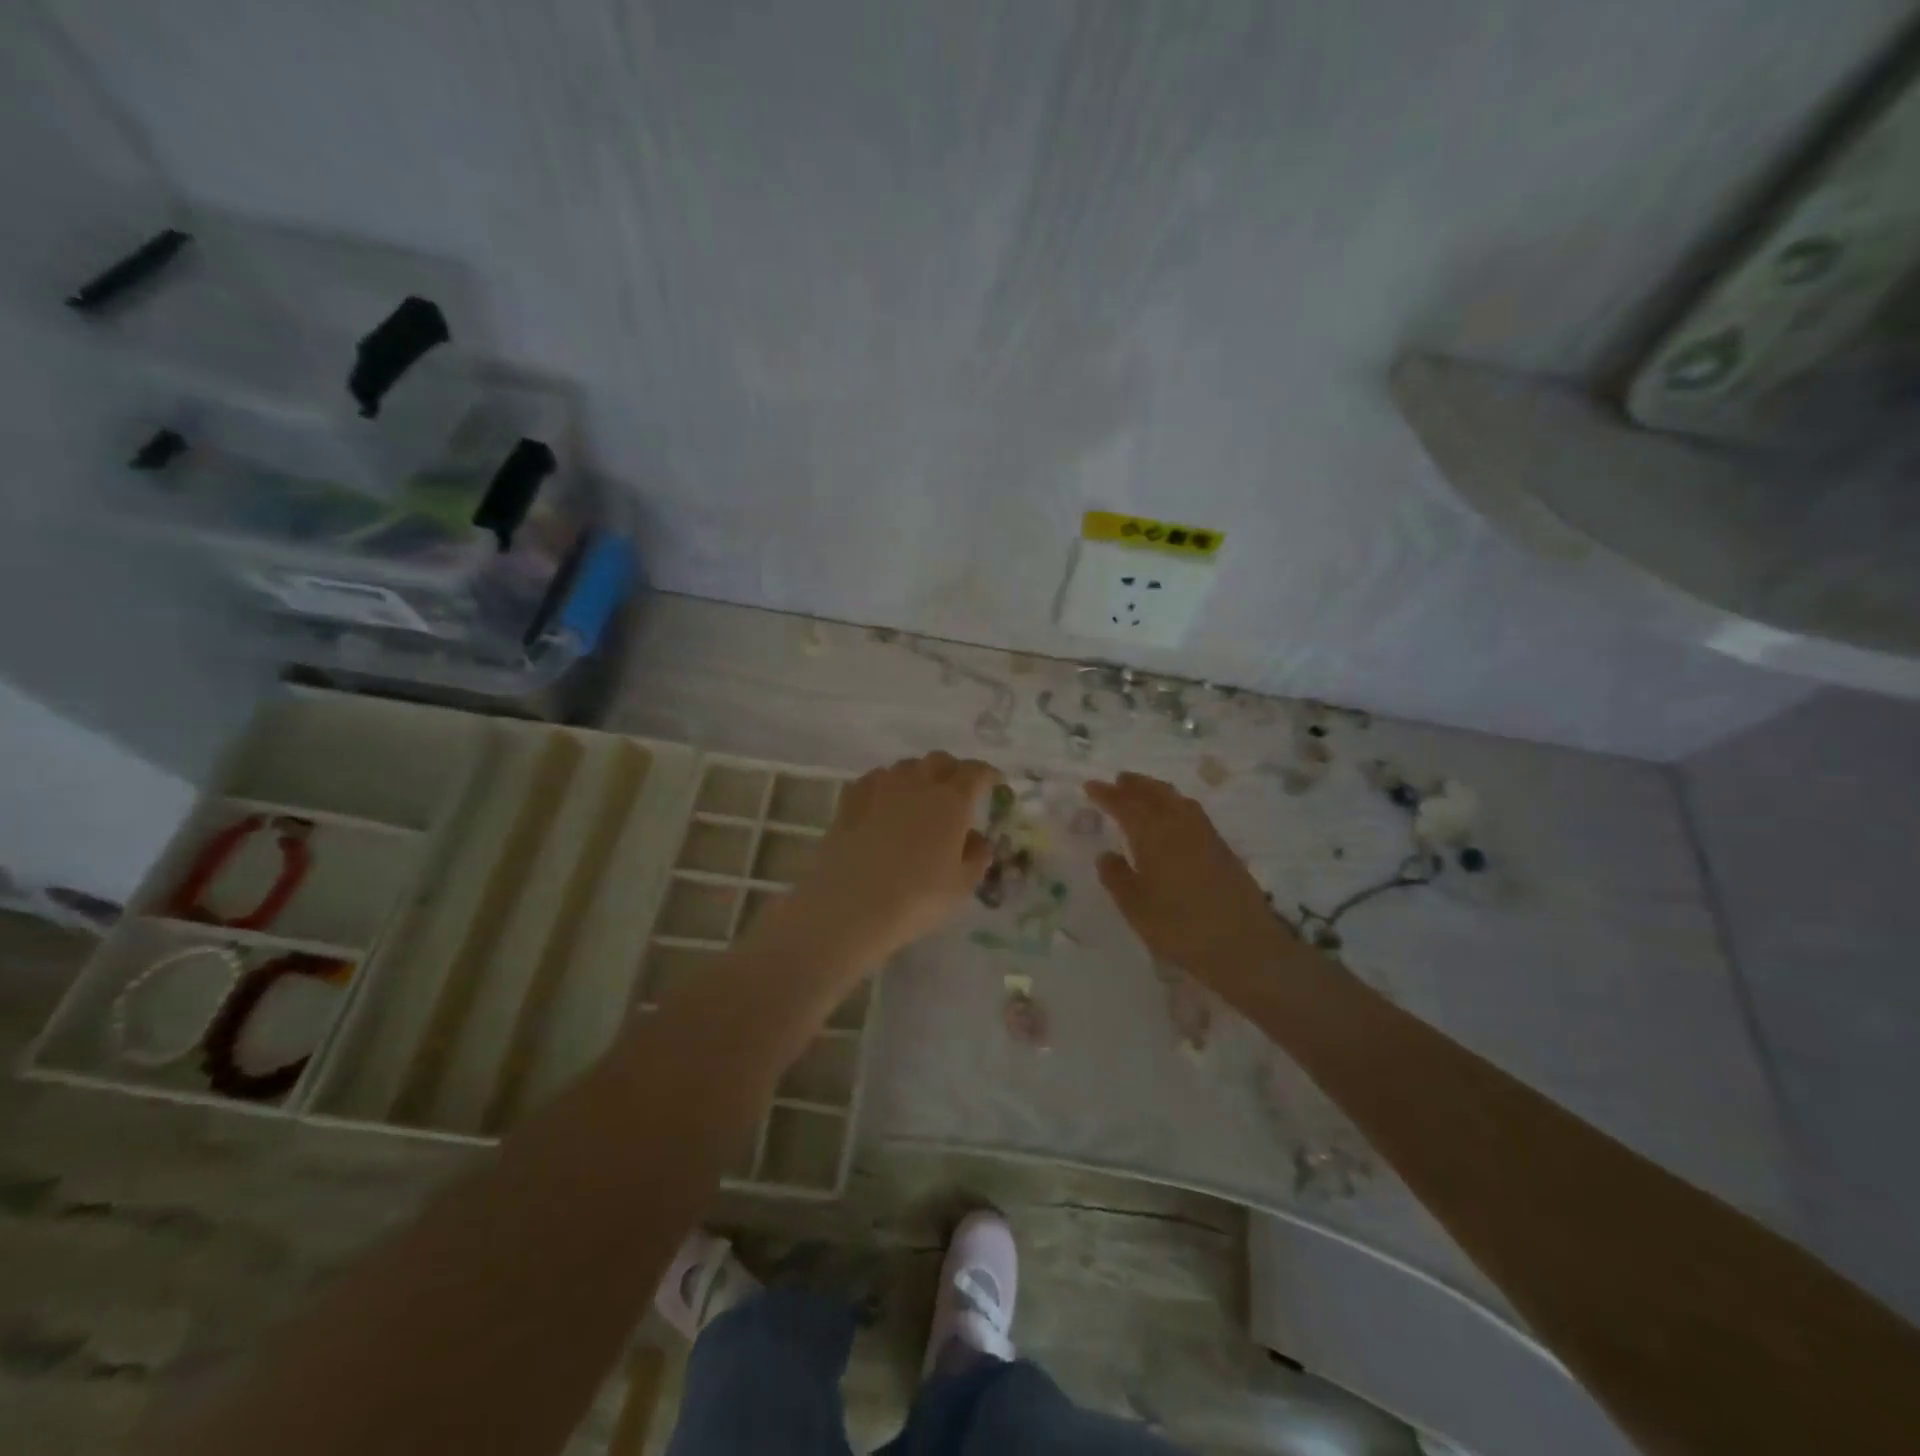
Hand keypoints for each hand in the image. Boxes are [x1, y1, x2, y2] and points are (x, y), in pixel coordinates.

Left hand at [767, 751, 999, 971]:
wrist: (850, 906)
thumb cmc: (916, 899)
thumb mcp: (961, 886)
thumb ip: (977, 857)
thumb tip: (978, 839)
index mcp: (951, 801)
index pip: (975, 772)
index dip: (987, 774)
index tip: (994, 783)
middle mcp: (917, 784)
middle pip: (939, 760)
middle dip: (952, 770)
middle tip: (957, 791)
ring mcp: (880, 788)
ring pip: (905, 766)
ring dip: (918, 775)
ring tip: (920, 797)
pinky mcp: (850, 801)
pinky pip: (873, 780)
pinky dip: (886, 785)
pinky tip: (883, 803)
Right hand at [1085, 772, 1292, 985]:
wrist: (1244, 945)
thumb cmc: (1180, 927)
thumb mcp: (1135, 908)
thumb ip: (1116, 878)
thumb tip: (1105, 855)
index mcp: (1153, 835)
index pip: (1125, 805)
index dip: (1107, 795)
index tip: (1090, 786)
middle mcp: (1179, 826)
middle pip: (1155, 794)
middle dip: (1135, 785)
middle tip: (1119, 780)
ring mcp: (1205, 835)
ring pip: (1177, 800)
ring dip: (1158, 790)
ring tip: (1145, 791)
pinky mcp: (1222, 849)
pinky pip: (1193, 812)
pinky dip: (1177, 804)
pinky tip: (1175, 817)